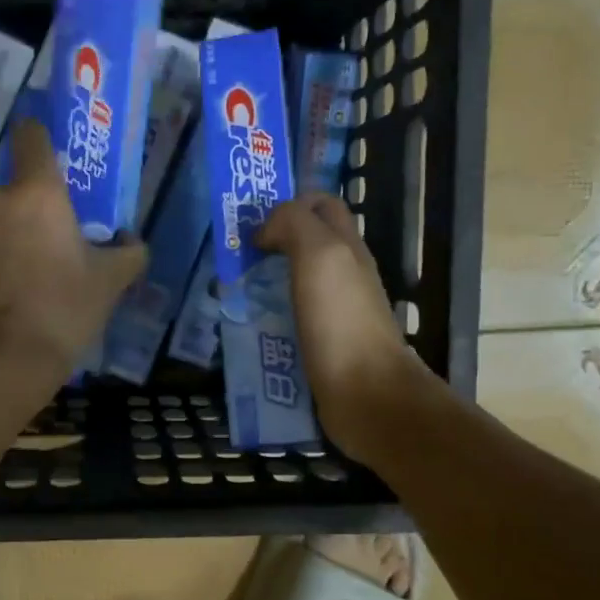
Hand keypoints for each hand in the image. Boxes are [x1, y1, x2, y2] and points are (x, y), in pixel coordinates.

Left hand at [0, 120, 146, 388]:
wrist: (1, 361)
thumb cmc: (63, 309)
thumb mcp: (110, 282)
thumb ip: (128, 252)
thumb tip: (131, 242)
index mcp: (37, 193)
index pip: (32, 136)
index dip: (42, 141)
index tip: (54, 163)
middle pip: (16, 190)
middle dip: (31, 211)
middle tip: (52, 247)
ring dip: (6, 237)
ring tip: (23, 278)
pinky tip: (1, 296)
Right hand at [258, 194, 436, 465]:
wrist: (367, 395)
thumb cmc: (342, 321)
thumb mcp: (319, 255)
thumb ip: (293, 225)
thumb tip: (265, 231)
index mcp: (346, 246)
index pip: (321, 205)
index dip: (288, 204)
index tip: (253, 224)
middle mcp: (345, 274)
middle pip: (307, 244)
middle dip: (271, 243)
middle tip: (236, 257)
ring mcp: (335, 312)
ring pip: (296, 282)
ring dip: (264, 282)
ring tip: (231, 293)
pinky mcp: (323, 345)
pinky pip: (291, 319)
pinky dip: (269, 318)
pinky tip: (248, 328)